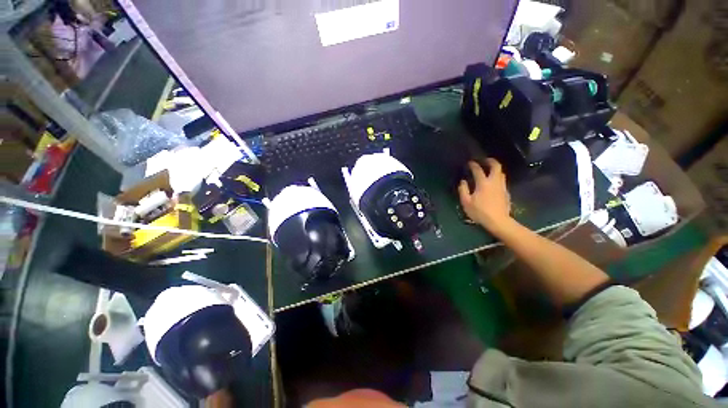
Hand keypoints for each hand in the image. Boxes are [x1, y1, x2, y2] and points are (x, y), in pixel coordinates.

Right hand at [458, 159, 512, 234]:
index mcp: (483, 183)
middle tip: (484, 160)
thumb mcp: (466, 202)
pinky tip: (493, 183)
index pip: (478, 170)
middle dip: (490, 161)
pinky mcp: (506, 192)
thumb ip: (463, 190)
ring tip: (488, 170)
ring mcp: (502, 187)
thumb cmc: (480, 212)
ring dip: (495, 169)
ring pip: (501, 173)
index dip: (473, 165)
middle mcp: (494, 182)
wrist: (499, 221)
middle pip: (496, 166)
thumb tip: (463, 182)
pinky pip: (502, 180)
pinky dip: (497, 177)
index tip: (470, 163)